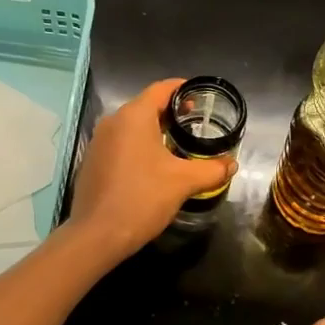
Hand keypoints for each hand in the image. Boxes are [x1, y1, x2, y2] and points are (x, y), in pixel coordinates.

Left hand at [65, 78, 235, 264]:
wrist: (97, 235)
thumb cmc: (142, 198)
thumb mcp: (183, 182)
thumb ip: (211, 169)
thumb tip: (231, 164)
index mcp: (134, 116)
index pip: (161, 89)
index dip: (183, 88)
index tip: (201, 96)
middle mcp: (112, 122)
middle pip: (146, 106)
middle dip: (172, 113)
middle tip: (196, 123)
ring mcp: (99, 142)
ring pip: (133, 127)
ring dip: (156, 132)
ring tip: (179, 146)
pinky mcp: (93, 162)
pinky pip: (121, 144)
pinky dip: (140, 147)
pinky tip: (154, 167)